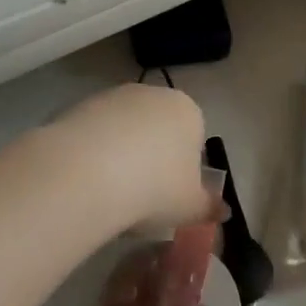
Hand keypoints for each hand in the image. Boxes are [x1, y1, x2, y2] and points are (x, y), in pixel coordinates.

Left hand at [42, 83, 218, 231]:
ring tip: (109, 192)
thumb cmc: (155, 187)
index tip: (169, 196)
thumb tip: (225, 211)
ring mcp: (115, 96)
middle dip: (151, 158)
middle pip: (158, 129)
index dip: (183, 170)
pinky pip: (94, 133)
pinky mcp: (80, 105)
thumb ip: (209, 206)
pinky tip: (86, 180)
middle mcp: (154, 94)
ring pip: (124, 130)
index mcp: (188, 111)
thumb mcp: (191, 206)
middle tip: (140, 196)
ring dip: (120, 154)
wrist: (89, 173)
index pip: (194, 138)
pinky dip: (92, 153)